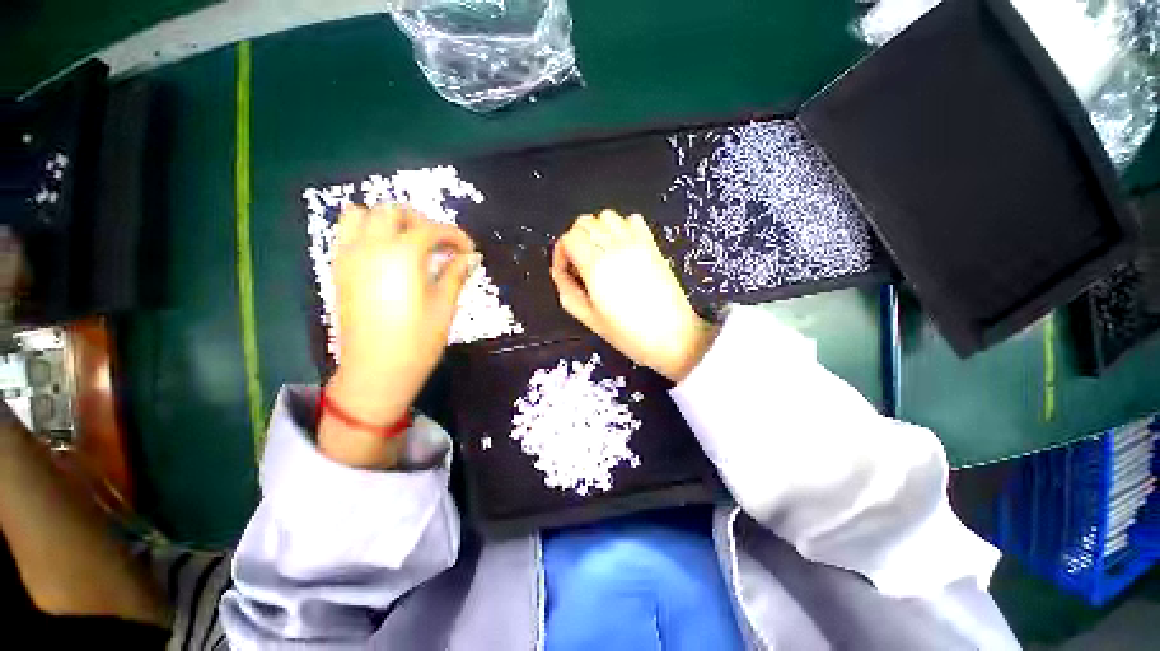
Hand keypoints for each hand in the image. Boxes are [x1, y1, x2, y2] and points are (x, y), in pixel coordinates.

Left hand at [321, 204, 477, 466]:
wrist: (376, 371)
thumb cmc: (418, 341)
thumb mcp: (444, 306)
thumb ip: (456, 274)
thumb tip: (472, 257)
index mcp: (402, 256)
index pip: (432, 229)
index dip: (455, 236)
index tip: (468, 250)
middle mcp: (371, 247)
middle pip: (393, 211)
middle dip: (422, 221)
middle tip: (440, 245)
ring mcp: (349, 257)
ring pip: (361, 214)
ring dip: (388, 221)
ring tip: (409, 243)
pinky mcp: (339, 270)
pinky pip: (347, 234)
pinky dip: (368, 232)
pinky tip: (388, 256)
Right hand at [551, 210, 716, 382]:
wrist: (672, 336)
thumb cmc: (629, 334)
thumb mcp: (590, 319)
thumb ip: (568, 292)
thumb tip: (560, 273)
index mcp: (597, 267)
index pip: (569, 238)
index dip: (561, 252)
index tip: (565, 270)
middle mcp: (615, 248)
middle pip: (585, 222)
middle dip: (575, 239)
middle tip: (579, 263)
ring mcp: (636, 244)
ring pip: (607, 216)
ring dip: (597, 230)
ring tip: (599, 254)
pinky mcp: (652, 245)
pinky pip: (632, 220)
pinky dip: (621, 227)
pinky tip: (621, 248)